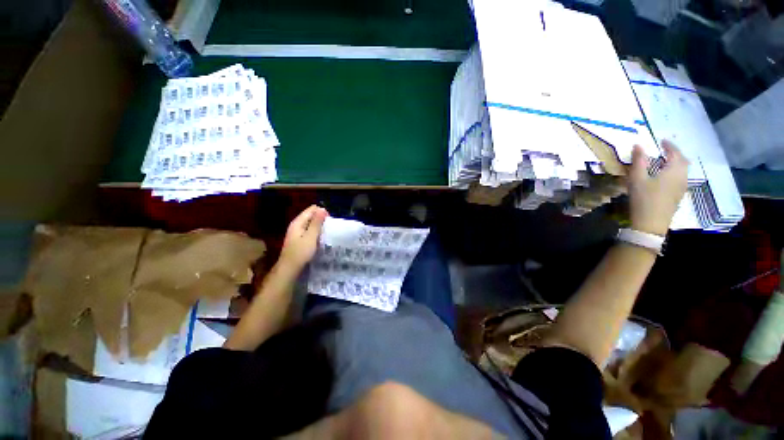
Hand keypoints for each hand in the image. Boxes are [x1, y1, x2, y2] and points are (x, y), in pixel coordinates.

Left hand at [279, 205, 328, 269]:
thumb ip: (316, 223)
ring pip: (310, 224)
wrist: (289, 268)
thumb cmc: (301, 252)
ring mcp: (296, 232)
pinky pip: (309, 231)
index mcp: (298, 222)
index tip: (329, 221)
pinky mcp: (298, 239)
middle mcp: (296, 225)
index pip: (311, 209)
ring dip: (318, 226)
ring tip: (326, 232)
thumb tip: (322, 209)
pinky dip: (315, 232)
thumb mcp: (311, 236)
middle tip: (328, 228)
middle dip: (320, 219)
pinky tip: (320, 238)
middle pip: (310, 216)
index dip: (321, 212)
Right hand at [628, 140, 688, 235]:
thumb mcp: (637, 179)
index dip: (669, 145)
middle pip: (683, 161)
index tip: (661, 141)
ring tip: (665, 162)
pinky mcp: (679, 195)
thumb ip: (638, 161)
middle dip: (675, 153)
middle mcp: (682, 177)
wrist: (651, 223)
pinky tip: (666, 176)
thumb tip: (638, 145)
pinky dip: (675, 172)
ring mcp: (682, 187)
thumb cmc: (644, 199)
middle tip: (664, 150)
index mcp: (674, 170)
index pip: (675, 153)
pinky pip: (681, 178)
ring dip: (676, 163)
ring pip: (683, 170)